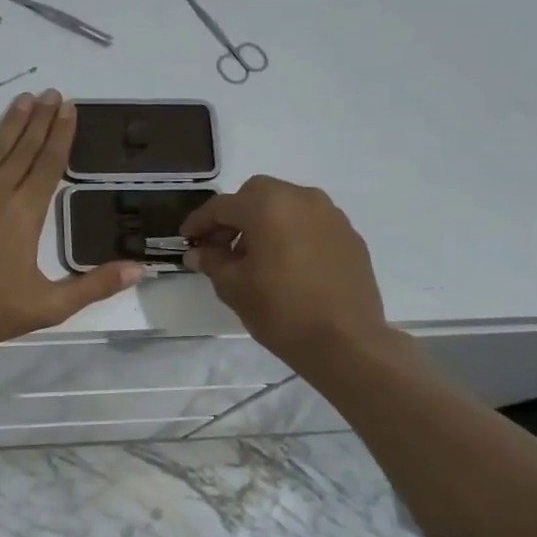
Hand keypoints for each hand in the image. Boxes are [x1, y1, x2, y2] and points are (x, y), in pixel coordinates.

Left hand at [0, 92, 144, 350]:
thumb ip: (94, 286)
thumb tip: (139, 270)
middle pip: (23, 148)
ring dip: (11, 121)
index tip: (70, 108)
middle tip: (53, 94)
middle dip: (41, 119)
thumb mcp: (50, 306)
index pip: (48, 164)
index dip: (61, 135)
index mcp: (25, 213)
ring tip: (26, 99)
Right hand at [181, 176, 391, 368]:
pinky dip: (291, 233)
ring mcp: (331, 215)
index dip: (199, 222)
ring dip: (265, 222)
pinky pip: (311, 223)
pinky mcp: (349, 235)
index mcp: (268, 206)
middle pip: (257, 194)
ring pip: (287, 205)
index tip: (187, 239)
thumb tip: (198, 252)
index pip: (223, 206)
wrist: (346, 341)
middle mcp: (302, 198)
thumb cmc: (281, 311)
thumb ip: (212, 262)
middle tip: (221, 245)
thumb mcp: (234, 288)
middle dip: (235, 215)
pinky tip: (287, 264)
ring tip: (255, 257)